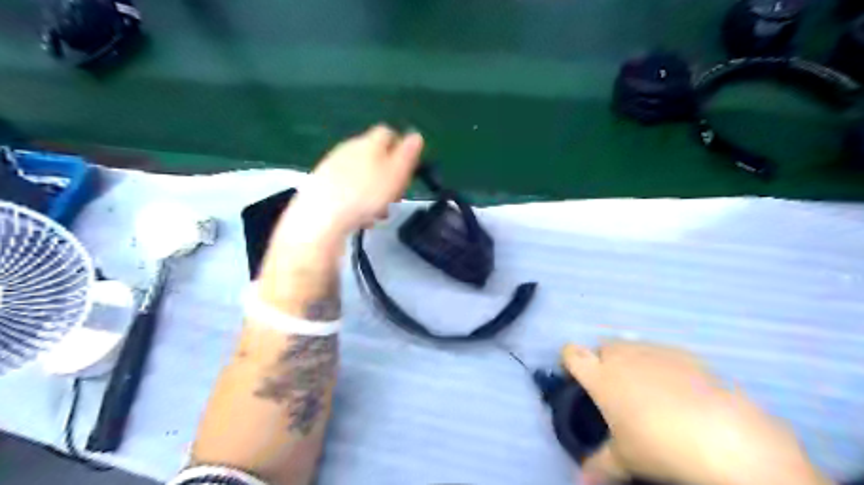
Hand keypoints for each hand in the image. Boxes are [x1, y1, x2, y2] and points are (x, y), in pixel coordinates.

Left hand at [257, 125, 423, 299]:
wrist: (320, 219)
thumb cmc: (365, 196)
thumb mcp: (395, 174)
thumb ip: (407, 154)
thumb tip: (415, 136)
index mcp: (368, 142)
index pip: (388, 134)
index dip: (400, 150)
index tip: (406, 171)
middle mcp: (347, 148)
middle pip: (373, 155)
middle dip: (386, 174)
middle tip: (394, 195)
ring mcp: (331, 166)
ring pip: (360, 173)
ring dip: (372, 189)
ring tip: (377, 211)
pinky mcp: (320, 185)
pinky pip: (346, 188)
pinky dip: (356, 199)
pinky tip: (359, 217)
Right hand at [561, 341, 829, 483]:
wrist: (721, 436)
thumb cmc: (658, 445)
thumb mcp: (624, 460)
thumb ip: (599, 465)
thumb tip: (581, 482)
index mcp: (600, 377)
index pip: (572, 354)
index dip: (569, 360)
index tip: (574, 374)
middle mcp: (622, 357)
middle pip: (602, 346)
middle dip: (603, 361)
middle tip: (614, 389)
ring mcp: (653, 351)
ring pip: (631, 346)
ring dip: (631, 360)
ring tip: (646, 388)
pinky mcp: (682, 353)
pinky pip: (661, 352)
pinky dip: (661, 365)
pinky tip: (677, 388)